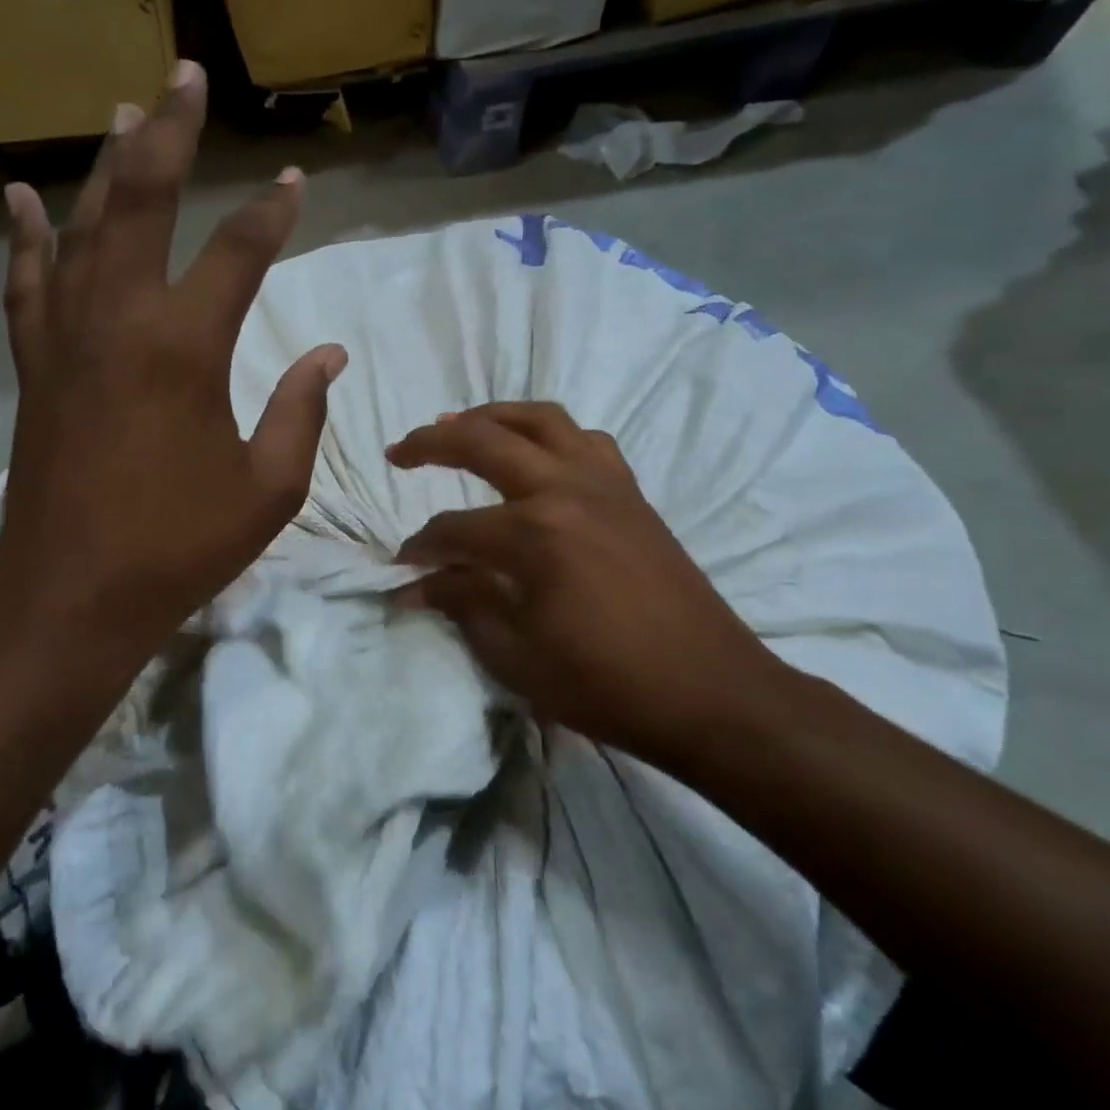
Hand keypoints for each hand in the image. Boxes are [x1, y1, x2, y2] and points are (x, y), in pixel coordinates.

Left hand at [0, 62, 345, 678]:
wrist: (75, 594)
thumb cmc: (181, 545)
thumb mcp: (269, 488)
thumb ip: (302, 412)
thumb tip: (329, 356)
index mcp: (186, 348)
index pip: (239, 255)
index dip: (272, 214)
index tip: (295, 182)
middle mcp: (120, 320)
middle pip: (144, 204)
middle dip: (171, 135)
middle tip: (185, 76)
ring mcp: (66, 338)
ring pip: (84, 228)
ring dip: (108, 167)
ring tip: (124, 113)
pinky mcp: (33, 365)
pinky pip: (27, 284)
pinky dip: (27, 237)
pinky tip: (24, 198)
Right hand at [388, 402, 790, 758]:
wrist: (710, 693)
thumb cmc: (606, 684)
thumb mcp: (517, 656)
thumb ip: (461, 604)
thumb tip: (412, 586)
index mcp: (534, 534)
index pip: (454, 529)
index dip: (420, 548)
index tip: (402, 568)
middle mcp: (566, 490)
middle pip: (484, 441)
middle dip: (431, 443)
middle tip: (399, 452)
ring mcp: (605, 484)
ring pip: (540, 420)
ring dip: (492, 416)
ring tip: (459, 426)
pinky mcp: (631, 493)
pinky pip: (586, 440)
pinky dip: (550, 434)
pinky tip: (536, 454)